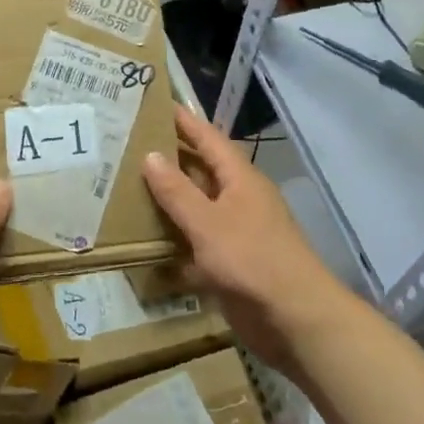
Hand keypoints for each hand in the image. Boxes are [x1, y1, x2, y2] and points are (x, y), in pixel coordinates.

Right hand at [142, 105, 348, 368]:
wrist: (296, 319)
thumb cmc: (252, 260)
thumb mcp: (207, 223)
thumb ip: (177, 191)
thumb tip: (150, 155)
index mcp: (240, 178)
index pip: (208, 138)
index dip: (183, 121)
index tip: (155, 104)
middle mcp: (239, 198)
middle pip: (201, 170)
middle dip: (170, 158)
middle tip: (130, 146)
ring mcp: (237, 231)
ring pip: (198, 207)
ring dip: (170, 200)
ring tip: (128, 188)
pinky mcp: (232, 263)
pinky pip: (198, 242)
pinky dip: (177, 240)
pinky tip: (148, 242)